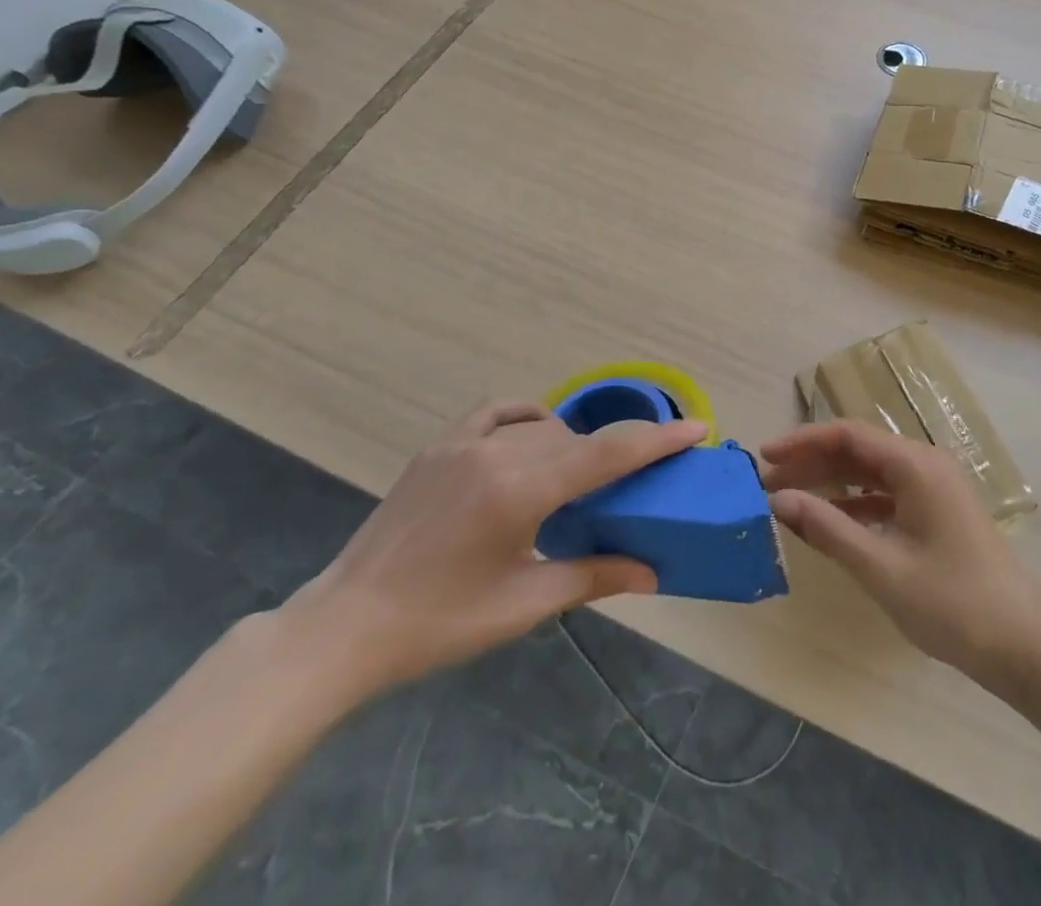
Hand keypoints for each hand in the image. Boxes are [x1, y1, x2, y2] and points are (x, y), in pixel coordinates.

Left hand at [283, 403, 708, 699]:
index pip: (607, 454)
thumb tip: (651, 571)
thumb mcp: (523, 604)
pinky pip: (498, 413)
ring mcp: (463, 443)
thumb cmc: (439, 624)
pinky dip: (528, 418)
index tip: (696, 428)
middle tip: (639, 474)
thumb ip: (592, 577)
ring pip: (542, 426)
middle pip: (579, 439)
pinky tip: (535, 435)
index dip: (657, 439)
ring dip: (572, 443)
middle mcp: (497, 453)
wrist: (344, 627)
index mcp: (521, 492)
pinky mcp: (439, 445)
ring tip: (579, 475)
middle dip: (617, 451)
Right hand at [761, 422, 1040, 692]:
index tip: (764, 457)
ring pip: (870, 473)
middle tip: (766, 483)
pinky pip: (886, 495)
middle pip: (857, 450)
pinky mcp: (936, 512)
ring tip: (787, 500)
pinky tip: (828, 522)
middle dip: (811, 463)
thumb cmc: (952, 603)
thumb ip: (828, 529)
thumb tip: (778, 500)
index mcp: (915, 464)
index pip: (847, 435)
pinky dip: (855, 505)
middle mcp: (924, 464)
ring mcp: (933, 488)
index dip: (802, 442)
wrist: (1023, 645)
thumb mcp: (881, 567)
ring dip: (830, 484)